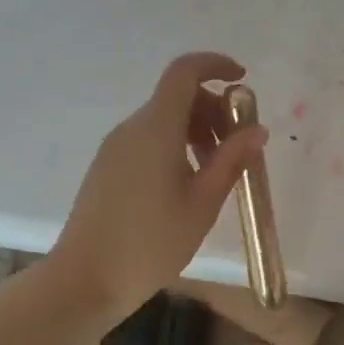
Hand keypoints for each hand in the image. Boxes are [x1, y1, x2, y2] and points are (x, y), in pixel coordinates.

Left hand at [52, 52, 268, 322]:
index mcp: (156, 128)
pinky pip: (148, 140)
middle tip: (238, 149)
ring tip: (215, 172)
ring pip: (164, 120)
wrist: (86, 279)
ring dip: (197, 131)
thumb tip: (257, 130)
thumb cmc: (151, 242)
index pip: (184, 72)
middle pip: (178, 97)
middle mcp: (133, 127)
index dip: (215, 65)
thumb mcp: (203, 202)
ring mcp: (116, 147)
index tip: (243, 79)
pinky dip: (176, 146)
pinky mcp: (108, 167)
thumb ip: (231, 160)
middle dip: (214, 111)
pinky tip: (187, 185)